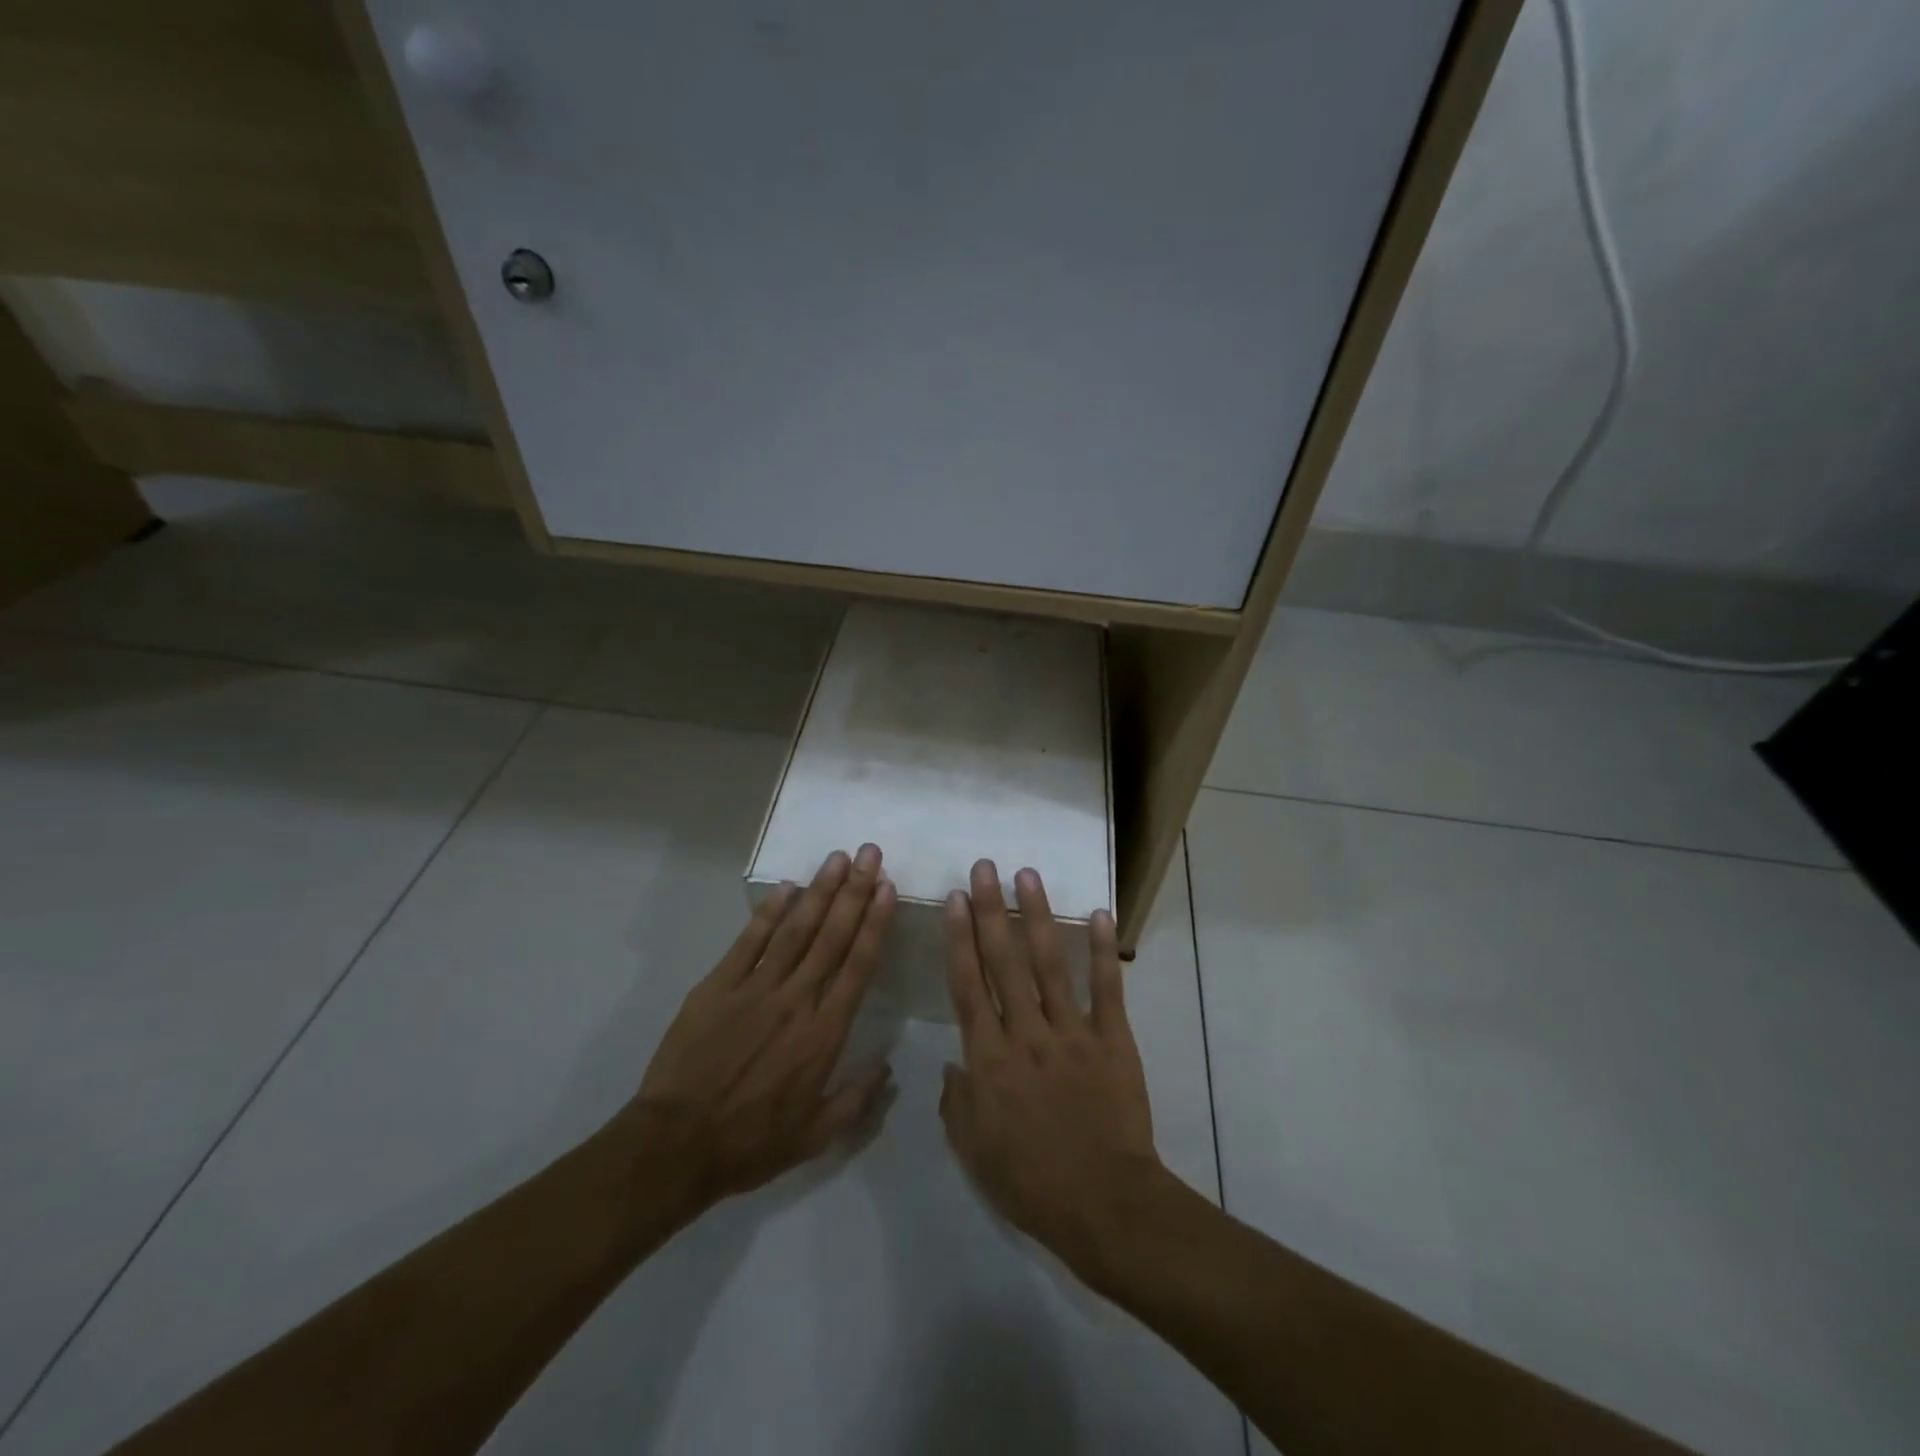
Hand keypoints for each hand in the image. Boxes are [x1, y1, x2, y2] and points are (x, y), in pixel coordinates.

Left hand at [622, 844, 897, 1214]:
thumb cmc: (751, 1143)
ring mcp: (755, 988)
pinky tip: (787, 887)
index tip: (888, 889)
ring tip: (838, 858)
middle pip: (832, 936)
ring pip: (795, 929)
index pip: (858, 965)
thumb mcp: (816, 1136)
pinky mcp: (718, 986)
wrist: (676, 1146)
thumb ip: (857, 1098)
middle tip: (870, 854)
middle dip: (854, 891)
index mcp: (824, 1033)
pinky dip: (769, 912)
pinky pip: (749, 941)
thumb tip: (888, 1065)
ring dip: (820, 891)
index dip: (875, 923)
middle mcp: (796, 1000)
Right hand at [939, 859, 1163, 1282]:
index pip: (968, 987)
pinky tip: (1097, 914)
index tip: (956, 900)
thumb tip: (952, 1065)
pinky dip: (1102, 951)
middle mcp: (1025, 1035)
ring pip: (1049, 964)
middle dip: (991, 911)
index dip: (959, 939)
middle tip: (984, 868)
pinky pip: (1106, 989)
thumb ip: (957, 1103)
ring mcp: (1071, 1033)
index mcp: (988, 1060)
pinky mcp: (1112, 1040)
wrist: (1104, 1206)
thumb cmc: (1031, 1183)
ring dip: (1037, 917)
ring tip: (1027, 876)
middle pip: (1003, 963)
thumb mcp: (974, 1152)